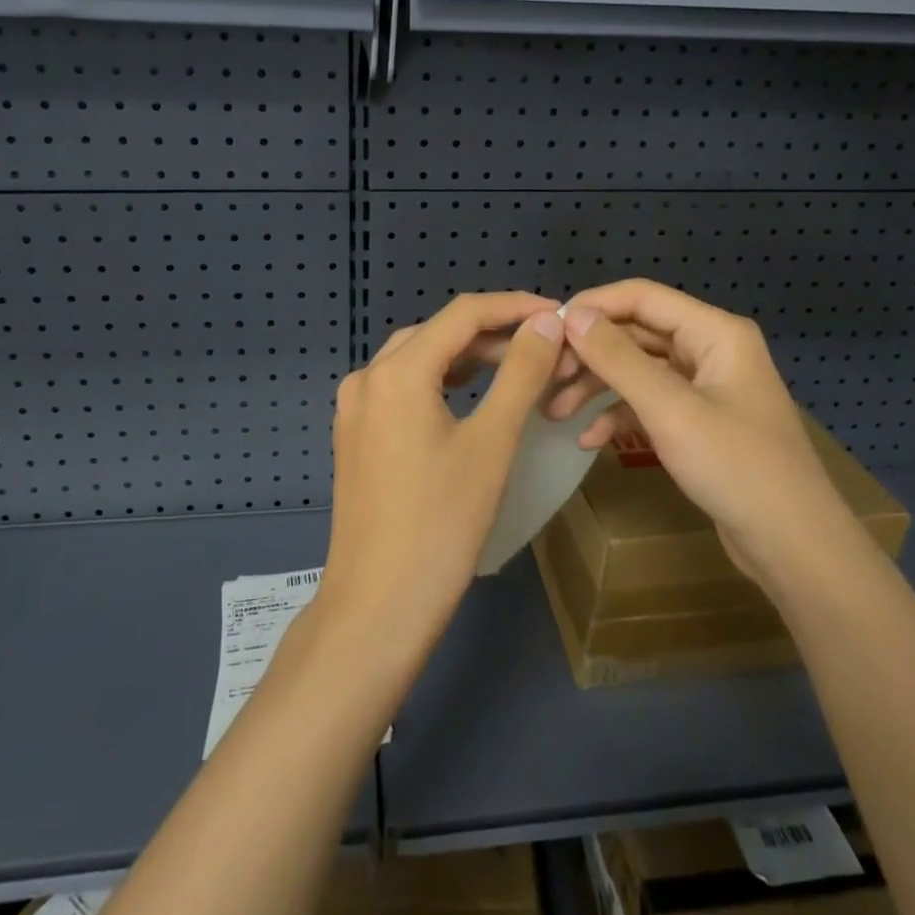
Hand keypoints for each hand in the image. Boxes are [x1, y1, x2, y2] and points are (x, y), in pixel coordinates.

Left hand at [318, 292, 566, 663]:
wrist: (377, 608)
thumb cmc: (441, 525)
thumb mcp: (491, 443)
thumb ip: (521, 373)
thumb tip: (547, 321)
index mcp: (396, 371)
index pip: (463, 313)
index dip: (514, 306)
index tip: (559, 314)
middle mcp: (367, 377)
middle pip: (437, 333)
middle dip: (492, 332)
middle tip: (546, 345)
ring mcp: (355, 408)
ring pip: (418, 360)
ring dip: (467, 357)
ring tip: (518, 364)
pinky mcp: (356, 435)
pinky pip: (403, 388)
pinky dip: (441, 382)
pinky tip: (471, 394)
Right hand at [549, 280, 855, 590]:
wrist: (793, 546)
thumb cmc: (735, 467)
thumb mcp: (669, 409)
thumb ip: (618, 358)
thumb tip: (571, 315)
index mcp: (715, 331)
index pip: (642, 296)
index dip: (593, 306)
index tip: (546, 329)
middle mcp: (710, 348)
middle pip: (636, 332)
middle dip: (590, 353)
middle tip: (546, 376)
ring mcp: (704, 386)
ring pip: (638, 369)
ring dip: (597, 386)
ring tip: (555, 412)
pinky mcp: (698, 420)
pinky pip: (649, 402)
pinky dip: (619, 415)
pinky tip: (589, 440)